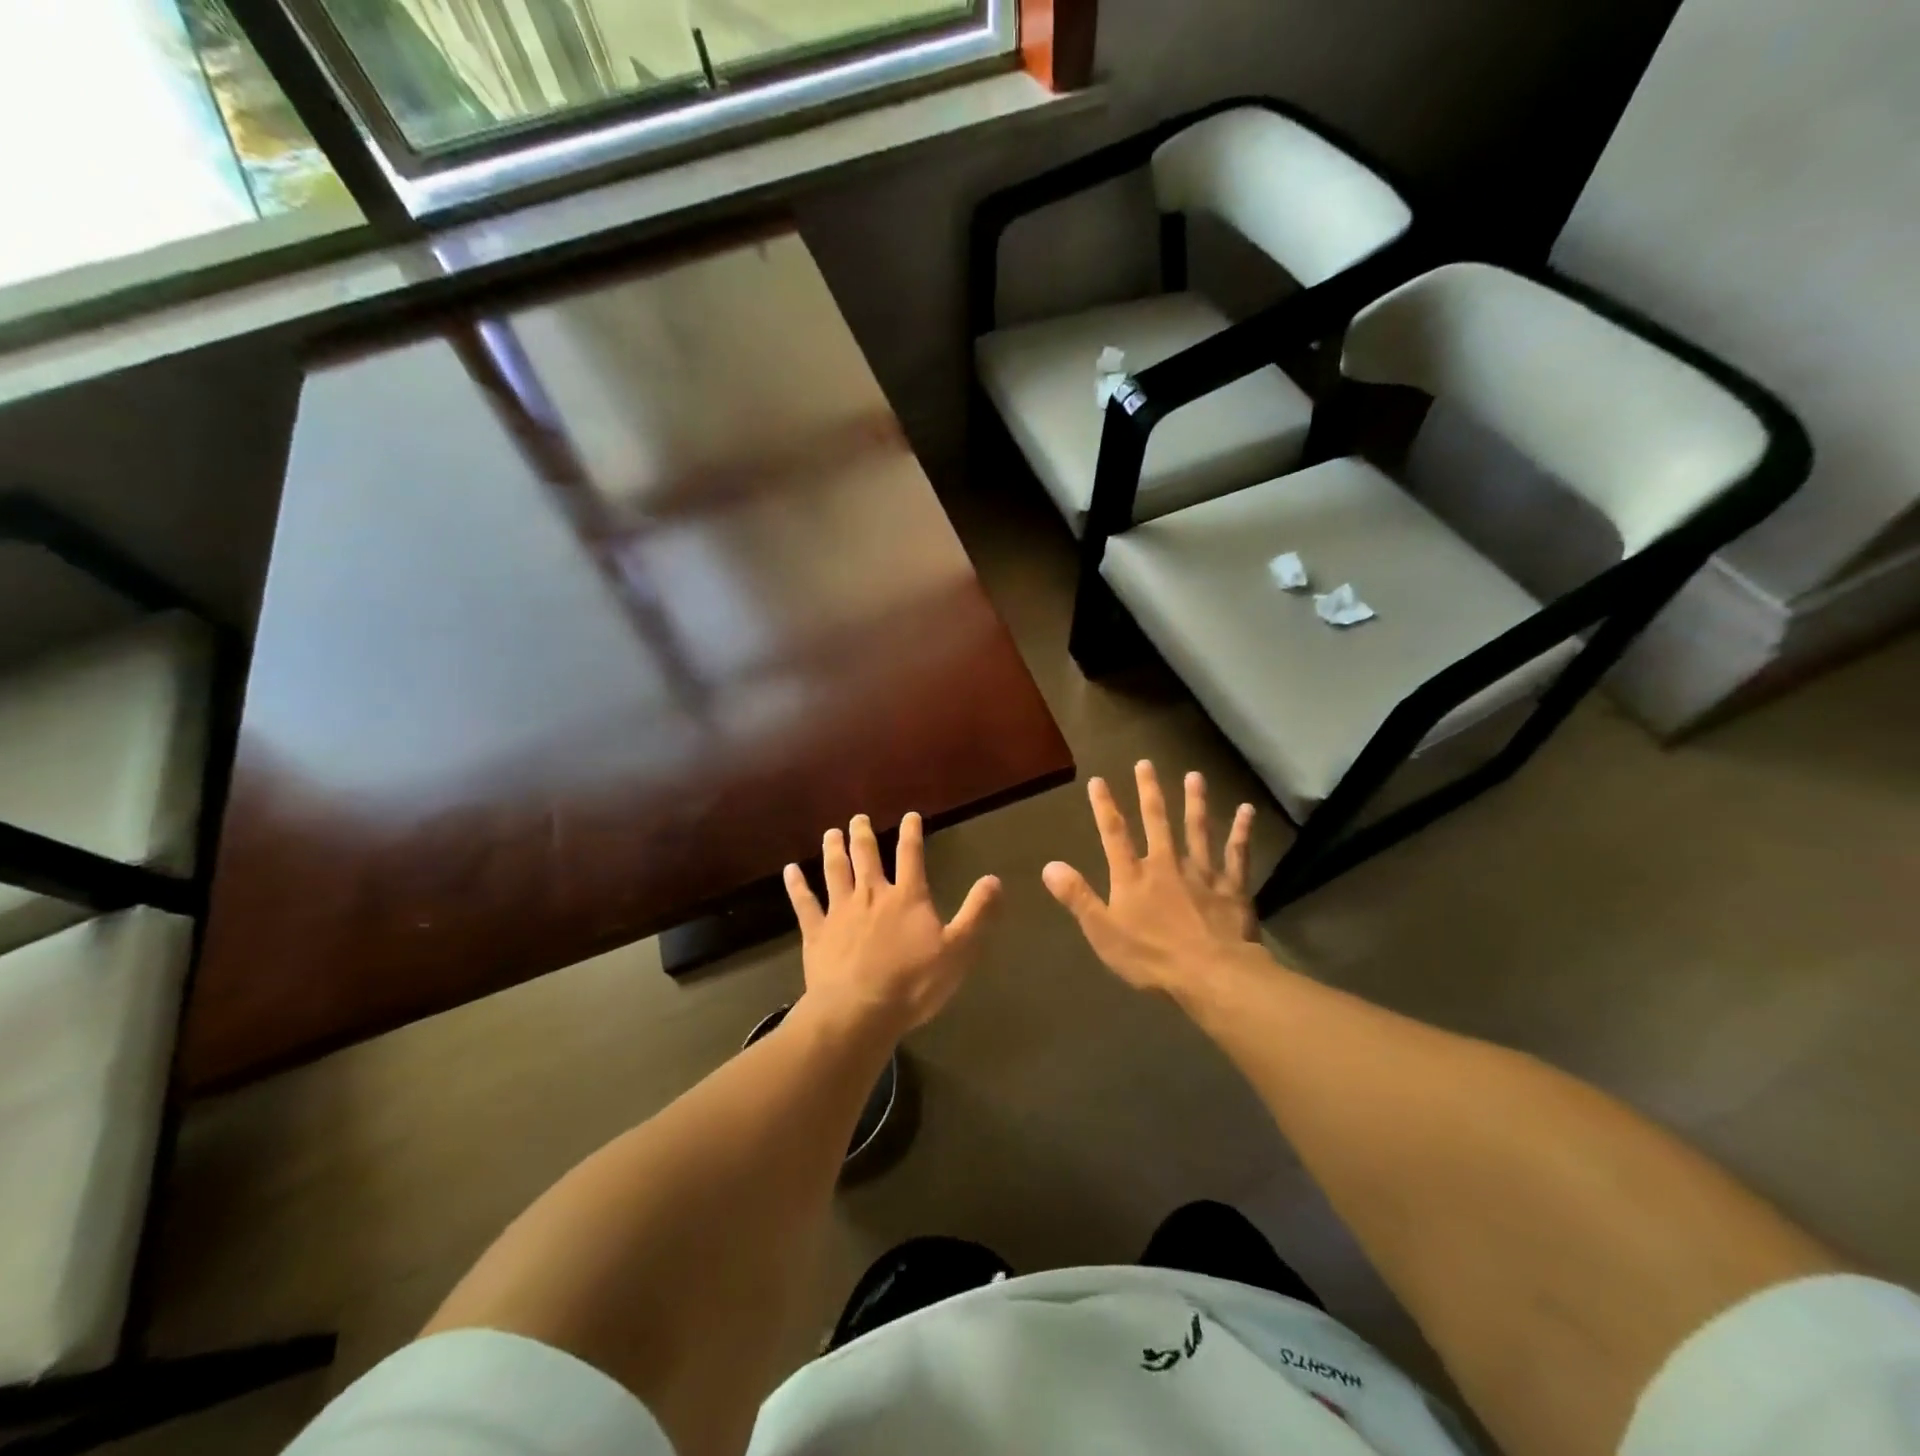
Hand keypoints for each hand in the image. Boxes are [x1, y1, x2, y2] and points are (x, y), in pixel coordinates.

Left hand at [784, 812, 999, 1038]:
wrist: (859, 1011)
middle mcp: (872, 895)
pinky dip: (797, 885)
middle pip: (867, 856)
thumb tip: (994, 879)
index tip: (910, 816)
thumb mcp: (958, 950)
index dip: (911, 834)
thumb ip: (977, 913)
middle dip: (863, 834)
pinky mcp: (816, 933)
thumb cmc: (913, 983)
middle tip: (858, 818)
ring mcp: (840, 912)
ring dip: (834, 850)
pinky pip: (804, 903)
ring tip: (831, 833)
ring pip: (835, 871)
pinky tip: (790, 871)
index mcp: (907, 897)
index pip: (911, 856)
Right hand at [1042, 762, 1264, 1000]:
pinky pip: (1236, 854)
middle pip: (1157, 821)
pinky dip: (1242, 831)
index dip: (1104, 806)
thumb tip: (1049, 866)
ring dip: (1195, 802)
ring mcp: (1202, 873)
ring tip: (1194, 776)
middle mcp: (1166, 864)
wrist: (1212, 974)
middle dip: (1149, 791)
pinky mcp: (1231, 887)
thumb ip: (1078, 896)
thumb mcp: (1103, 932)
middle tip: (1146, 763)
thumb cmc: (1152, 957)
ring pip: (1197, 829)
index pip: (1114, 834)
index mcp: (1133, 877)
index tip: (1098, 780)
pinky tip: (1247, 810)